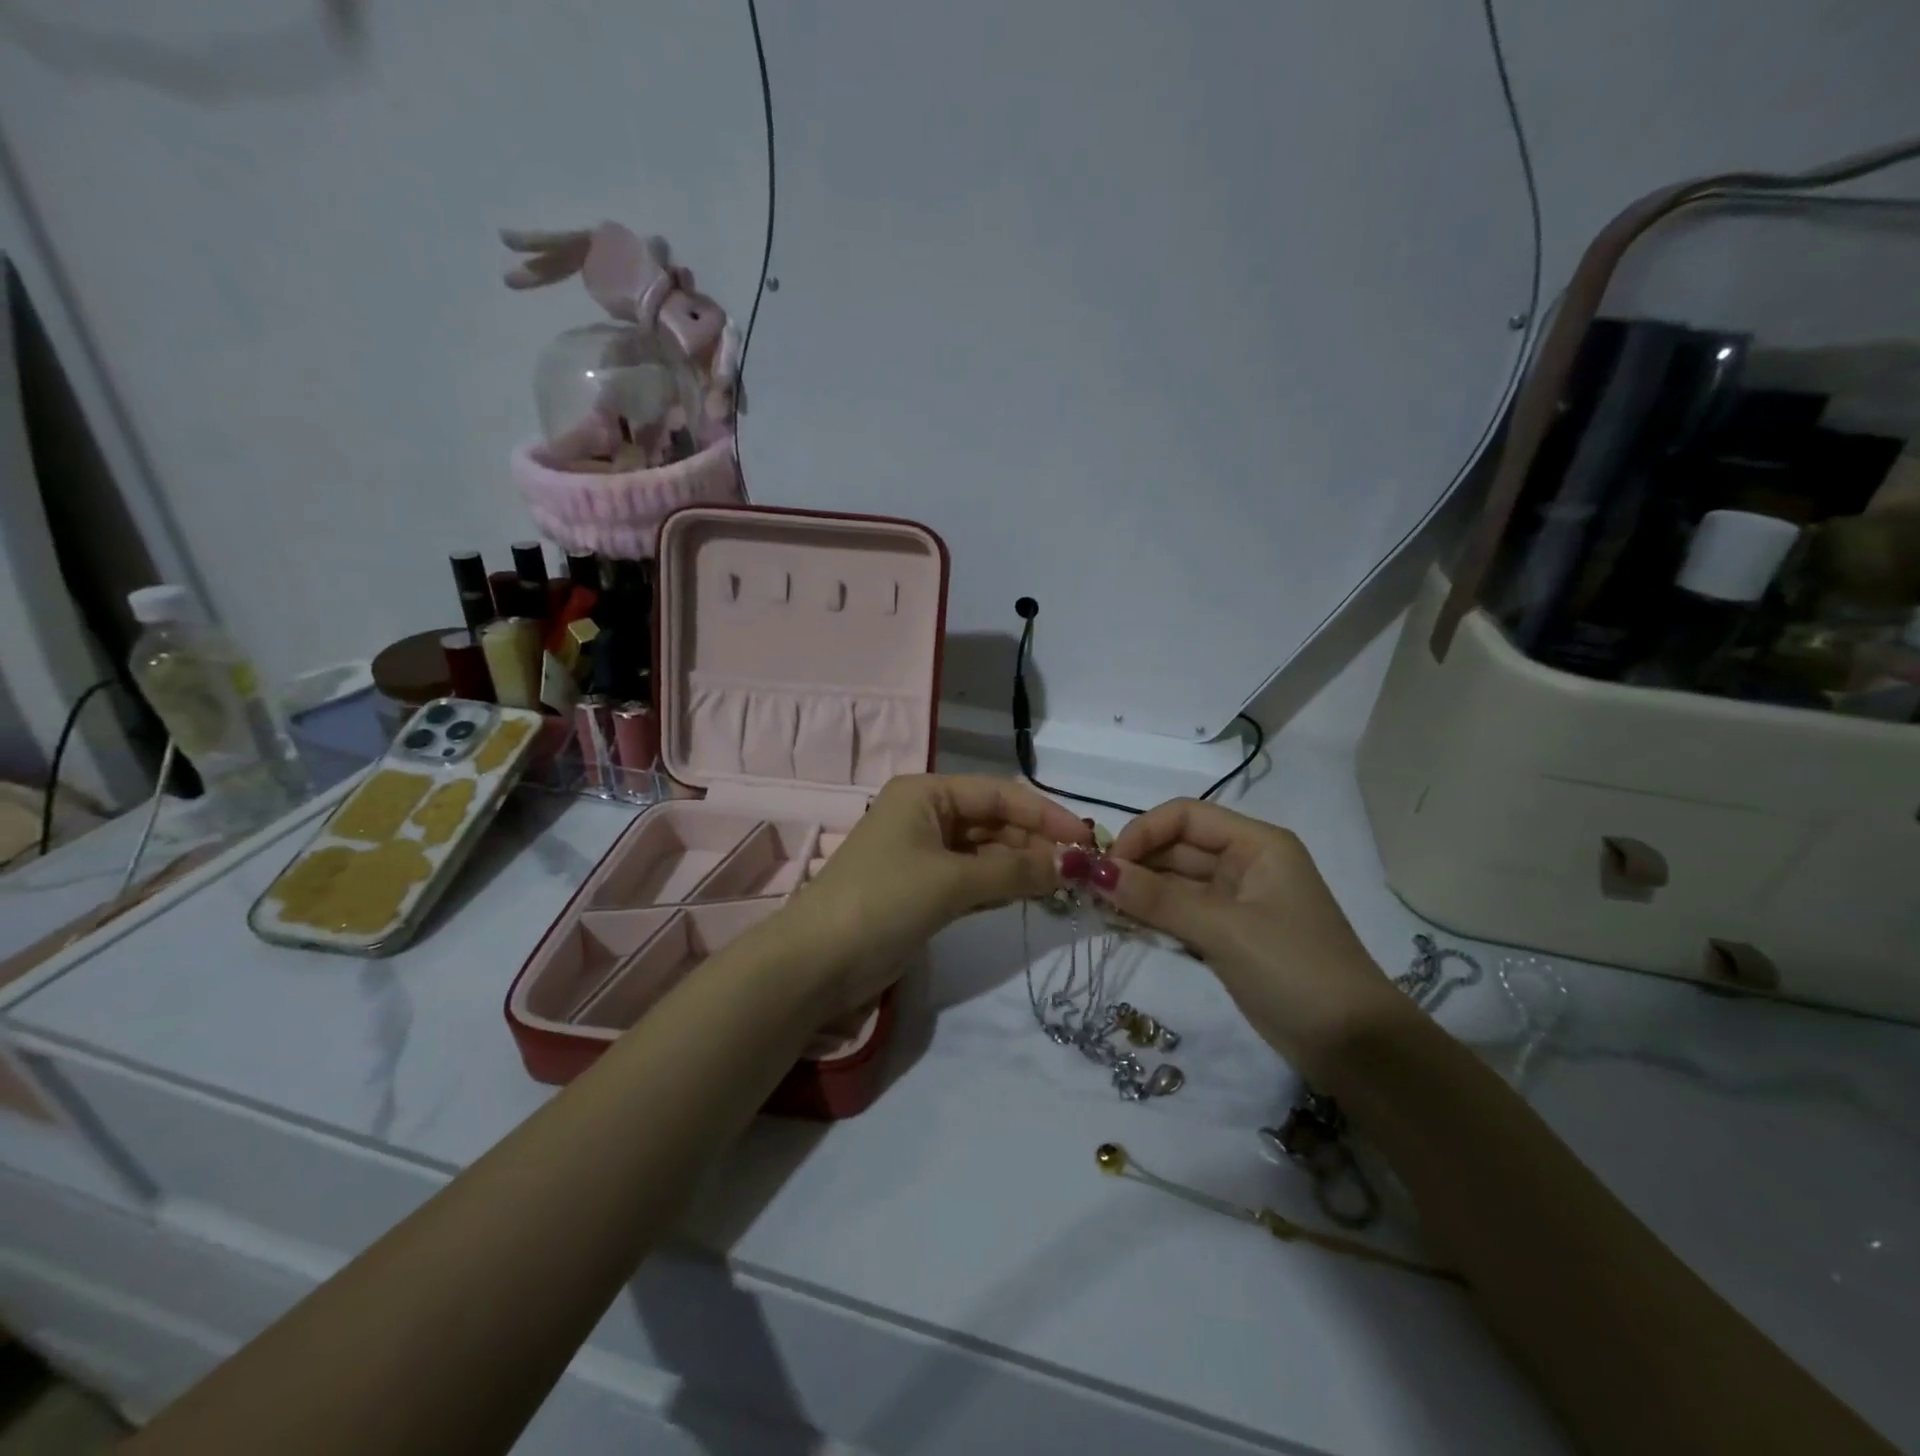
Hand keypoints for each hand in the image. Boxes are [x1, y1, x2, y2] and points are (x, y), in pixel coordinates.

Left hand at [775, 774, 1090, 1020]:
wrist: (816, 965)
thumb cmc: (883, 901)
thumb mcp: (953, 880)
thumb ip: (1016, 870)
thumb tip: (1076, 864)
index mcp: (926, 794)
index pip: (999, 794)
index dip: (1045, 814)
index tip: (1087, 840)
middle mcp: (925, 816)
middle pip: (993, 822)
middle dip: (1035, 843)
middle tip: (1081, 871)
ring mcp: (922, 855)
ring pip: (985, 853)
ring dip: (1021, 867)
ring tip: (1065, 885)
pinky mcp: (922, 891)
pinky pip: (972, 880)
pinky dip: (1000, 887)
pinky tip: (1031, 896)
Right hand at [1087, 799, 1407, 1081]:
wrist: (1354, 1048)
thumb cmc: (1295, 971)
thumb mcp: (1225, 930)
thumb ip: (1158, 900)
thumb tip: (1095, 872)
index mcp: (1257, 844)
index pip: (1186, 816)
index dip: (1143, 832)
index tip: (1107, 864)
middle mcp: (1246, 863)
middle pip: (1177, 847)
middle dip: (1136, 864)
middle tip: (1092, 890)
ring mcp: (1237, 901)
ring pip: (1175, 882)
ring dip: (1139, 892)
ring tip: (1100, 908)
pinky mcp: (1229, 936)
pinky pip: (1181, 913)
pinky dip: (1153, 917)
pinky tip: (1123, 925)